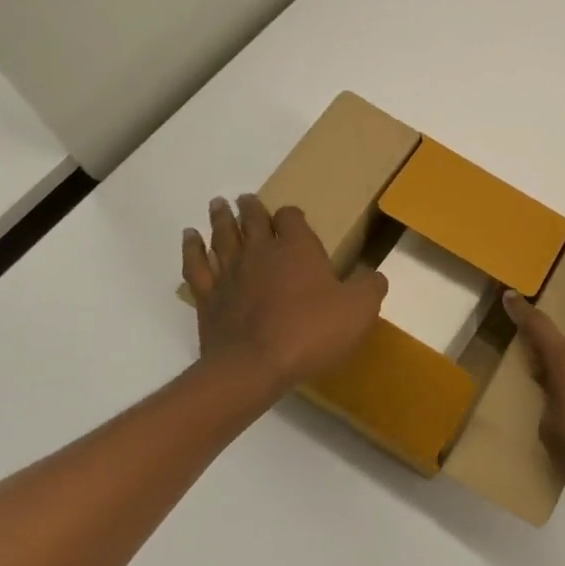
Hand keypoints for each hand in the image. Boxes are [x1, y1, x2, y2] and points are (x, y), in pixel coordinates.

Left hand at [182, 194, 386, 393]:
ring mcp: (230, 273)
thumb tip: (374, 275)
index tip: (291, 217)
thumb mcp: (359, 310)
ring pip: (223, 236)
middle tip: (244, 198)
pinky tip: (190, 238)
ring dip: (221, 219)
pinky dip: (192, 248)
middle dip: (251, 208)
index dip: (291, 215)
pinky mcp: (208, 297)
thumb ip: (370, 286)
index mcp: (297, 248)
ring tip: (217, 204)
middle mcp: (261, 252)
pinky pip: (196, 264)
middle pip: (253, 220)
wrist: (254, 367)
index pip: (291, 218)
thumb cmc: (310, 332)